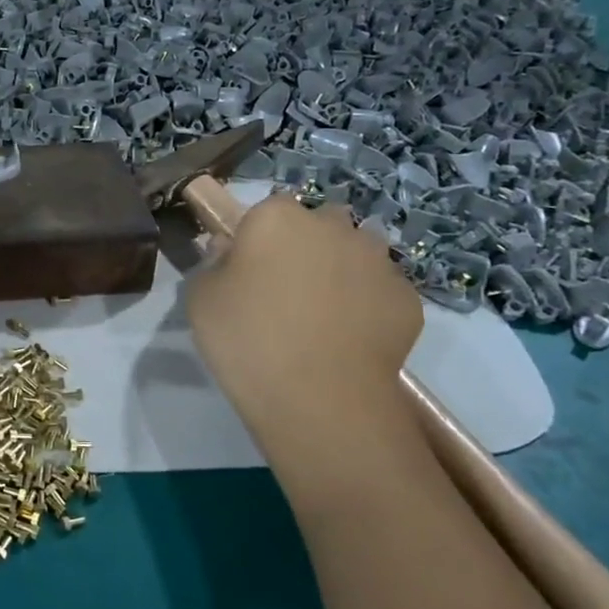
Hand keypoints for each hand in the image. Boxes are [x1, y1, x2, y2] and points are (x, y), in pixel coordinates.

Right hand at [186, 196, 421, 432]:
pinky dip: (367, 307)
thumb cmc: (247, 339)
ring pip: (356, 254)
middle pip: (319, 224)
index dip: (258, 238)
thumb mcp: (200, 299)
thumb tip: (228, 250)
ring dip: (341, 271)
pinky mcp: (407, 299)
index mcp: (277, 217)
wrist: (320, 398)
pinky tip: (349, 340)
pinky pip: (380, 292)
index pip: (267, 210)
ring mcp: (377, 261)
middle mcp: (332, 226)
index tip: (249, 270)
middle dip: (307, 246)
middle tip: (286, 290)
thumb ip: (213, 263)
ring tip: (323, 316)